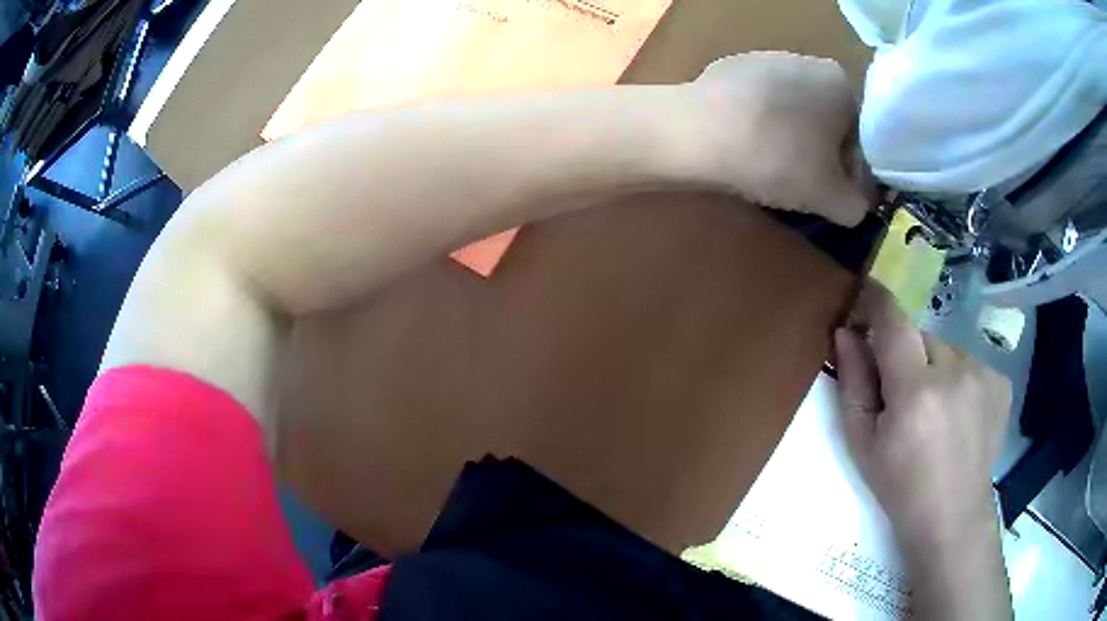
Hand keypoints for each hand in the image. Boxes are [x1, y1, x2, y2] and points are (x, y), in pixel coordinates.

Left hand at [689, 52, 873, 226]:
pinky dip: (758, 128)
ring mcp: (765, 60)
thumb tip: (856, 204)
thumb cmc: (779, 158)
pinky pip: (758, 107)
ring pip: (792, 114)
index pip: (860, 137)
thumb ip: (856, 205)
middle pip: (826, 122)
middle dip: (819, 155)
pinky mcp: (731, 70)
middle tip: (800, 185)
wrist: (698, 132)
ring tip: (767, 168)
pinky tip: (742, 148)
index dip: (850, 172)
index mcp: (840, 82)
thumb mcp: (832, 197)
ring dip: (789, 142)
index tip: (831, 194)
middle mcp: (807, 62)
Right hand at [833, 282, 1011, 547]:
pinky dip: (958, 378)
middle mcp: (955, 371)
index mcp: (915, 391)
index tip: (865, 296)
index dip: (876, 301)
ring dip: (935, 367)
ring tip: (935, 410)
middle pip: (921, 335)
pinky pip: (969, 362)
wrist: (952, 516)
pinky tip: (958, 414)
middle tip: (903, 396)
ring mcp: (983, 374)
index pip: (893, 321)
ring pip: (947, 348)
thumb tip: (846, 333)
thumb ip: (853, 384)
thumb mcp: (862, 444)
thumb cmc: (900, 486)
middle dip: (907, 355)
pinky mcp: (1000, 381)